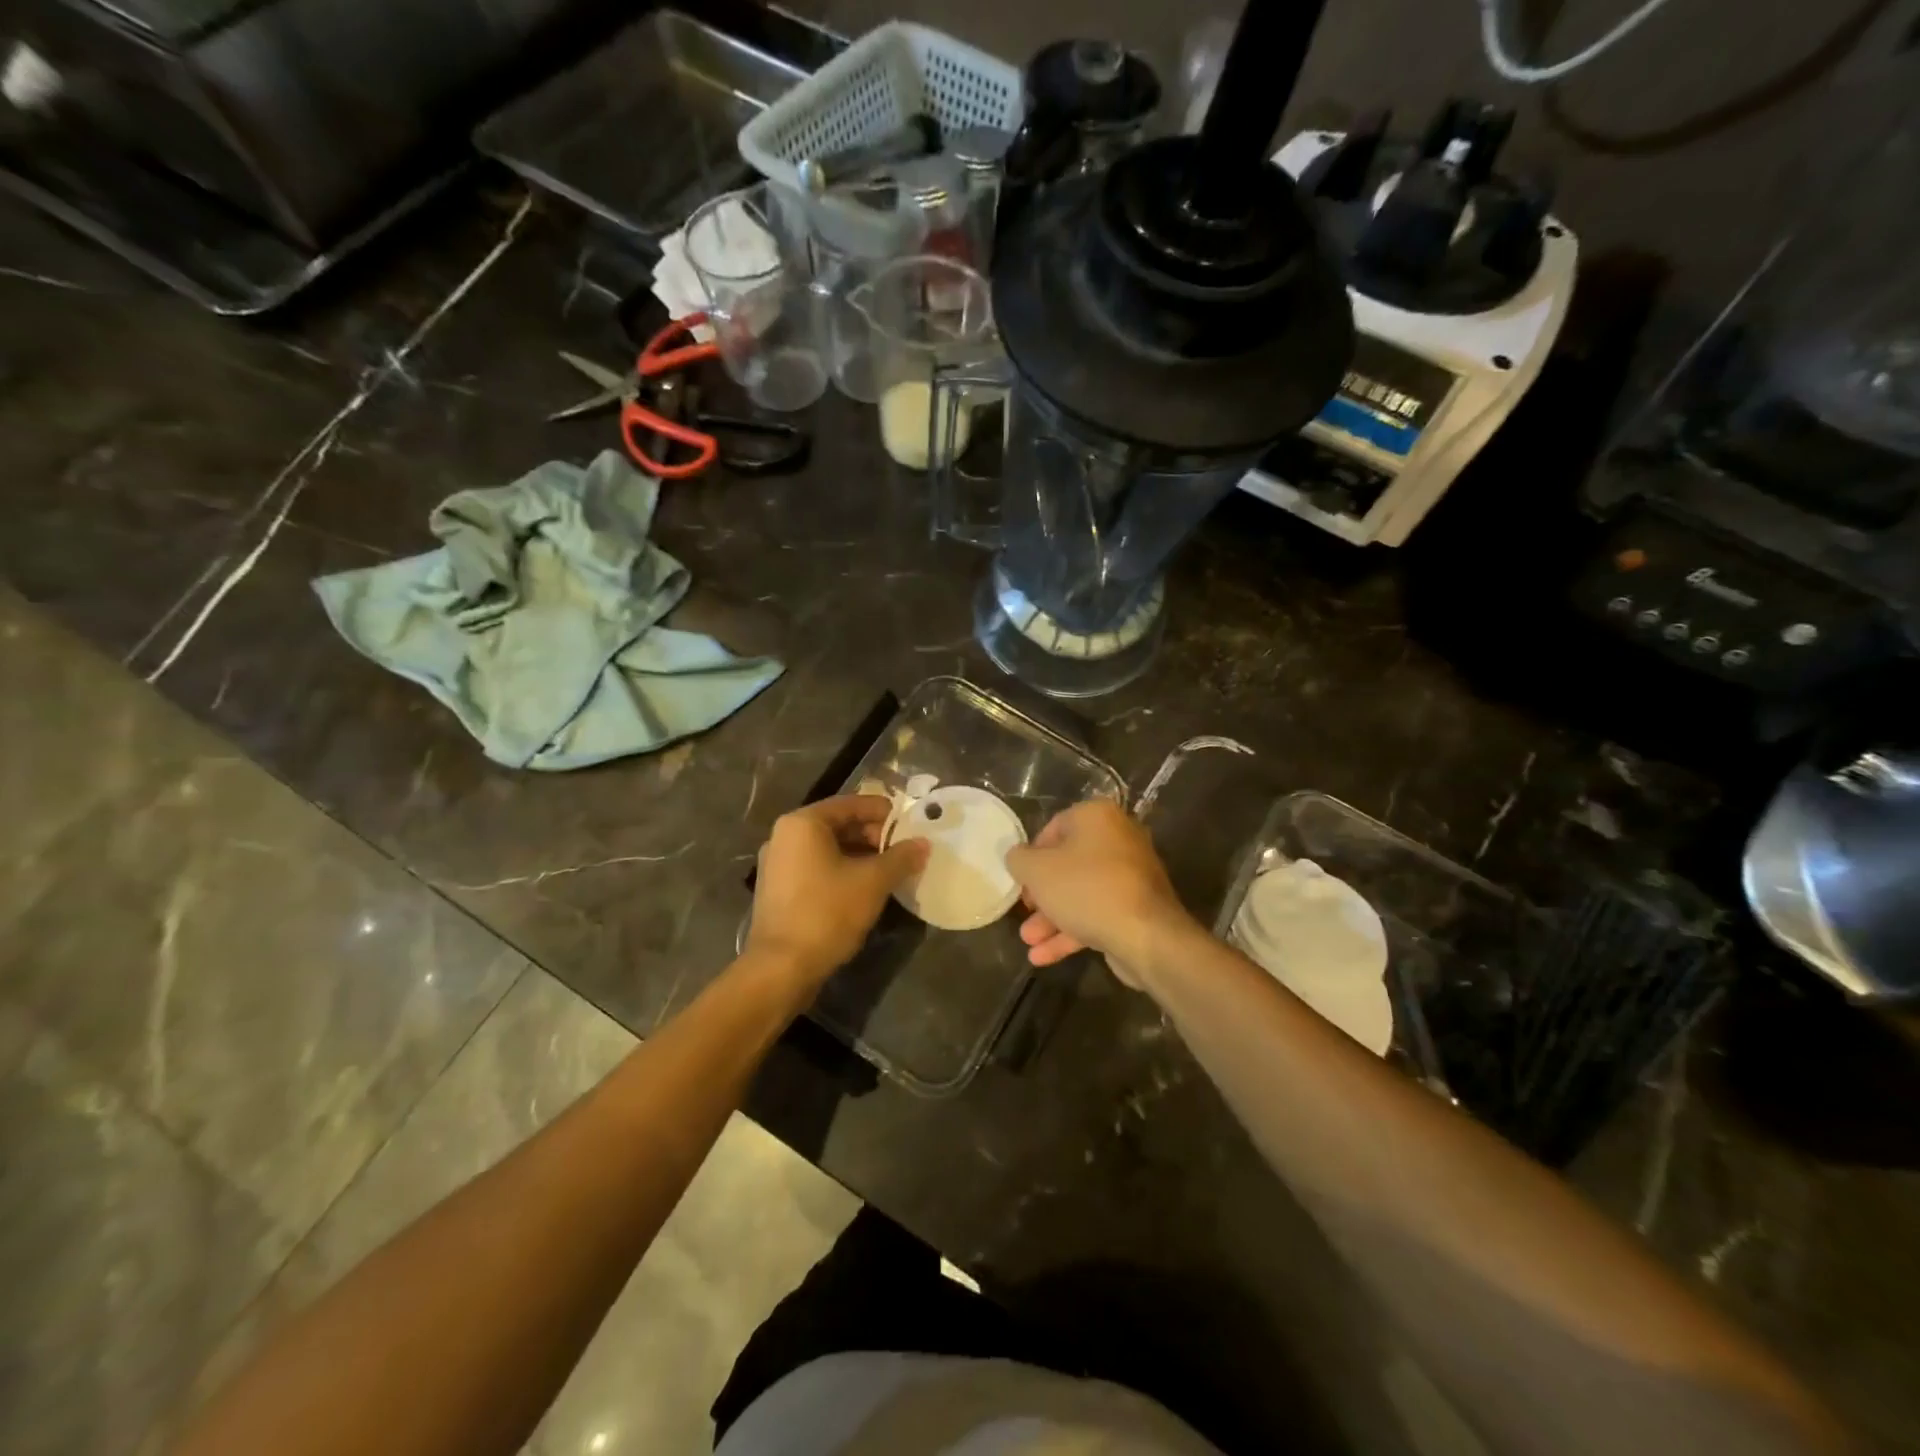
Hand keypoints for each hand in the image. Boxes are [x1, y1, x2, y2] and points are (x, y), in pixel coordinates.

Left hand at [746, 795, 927, 982]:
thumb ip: (901, 858)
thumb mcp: (873, 882)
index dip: (885, 813)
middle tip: (903, 852)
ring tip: (890, 872)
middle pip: (839, 825)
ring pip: (829, 849)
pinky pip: (817, 868)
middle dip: (874, 836)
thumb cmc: (827, 913)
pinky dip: (842, 872)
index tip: (911, 826)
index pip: (852, 803)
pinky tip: (865, 890)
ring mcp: (778, 864)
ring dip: (861, 856)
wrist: (781, 968)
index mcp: (803, 823)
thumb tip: (923, 844)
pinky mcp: (779, 890)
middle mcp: (785, 836)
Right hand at [1003, 799, 1196, 981]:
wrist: (1146, 936)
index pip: (1053, 828)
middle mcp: (1118, 839)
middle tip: (1025, 912)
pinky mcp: (1137, 908)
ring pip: (1081, 893)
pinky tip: (1043, 956)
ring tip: (1028, 942)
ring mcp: (1131, 875)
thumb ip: (1019, 859)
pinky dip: (1072, 931)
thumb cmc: (1086, 889)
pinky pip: (1098, 913)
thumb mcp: (1037, 871)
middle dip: (1042, 895)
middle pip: (1068, 864)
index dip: (1031, 856)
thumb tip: (1017, 857)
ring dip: (1052, 919)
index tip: (1020, 880)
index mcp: (1097, 817)